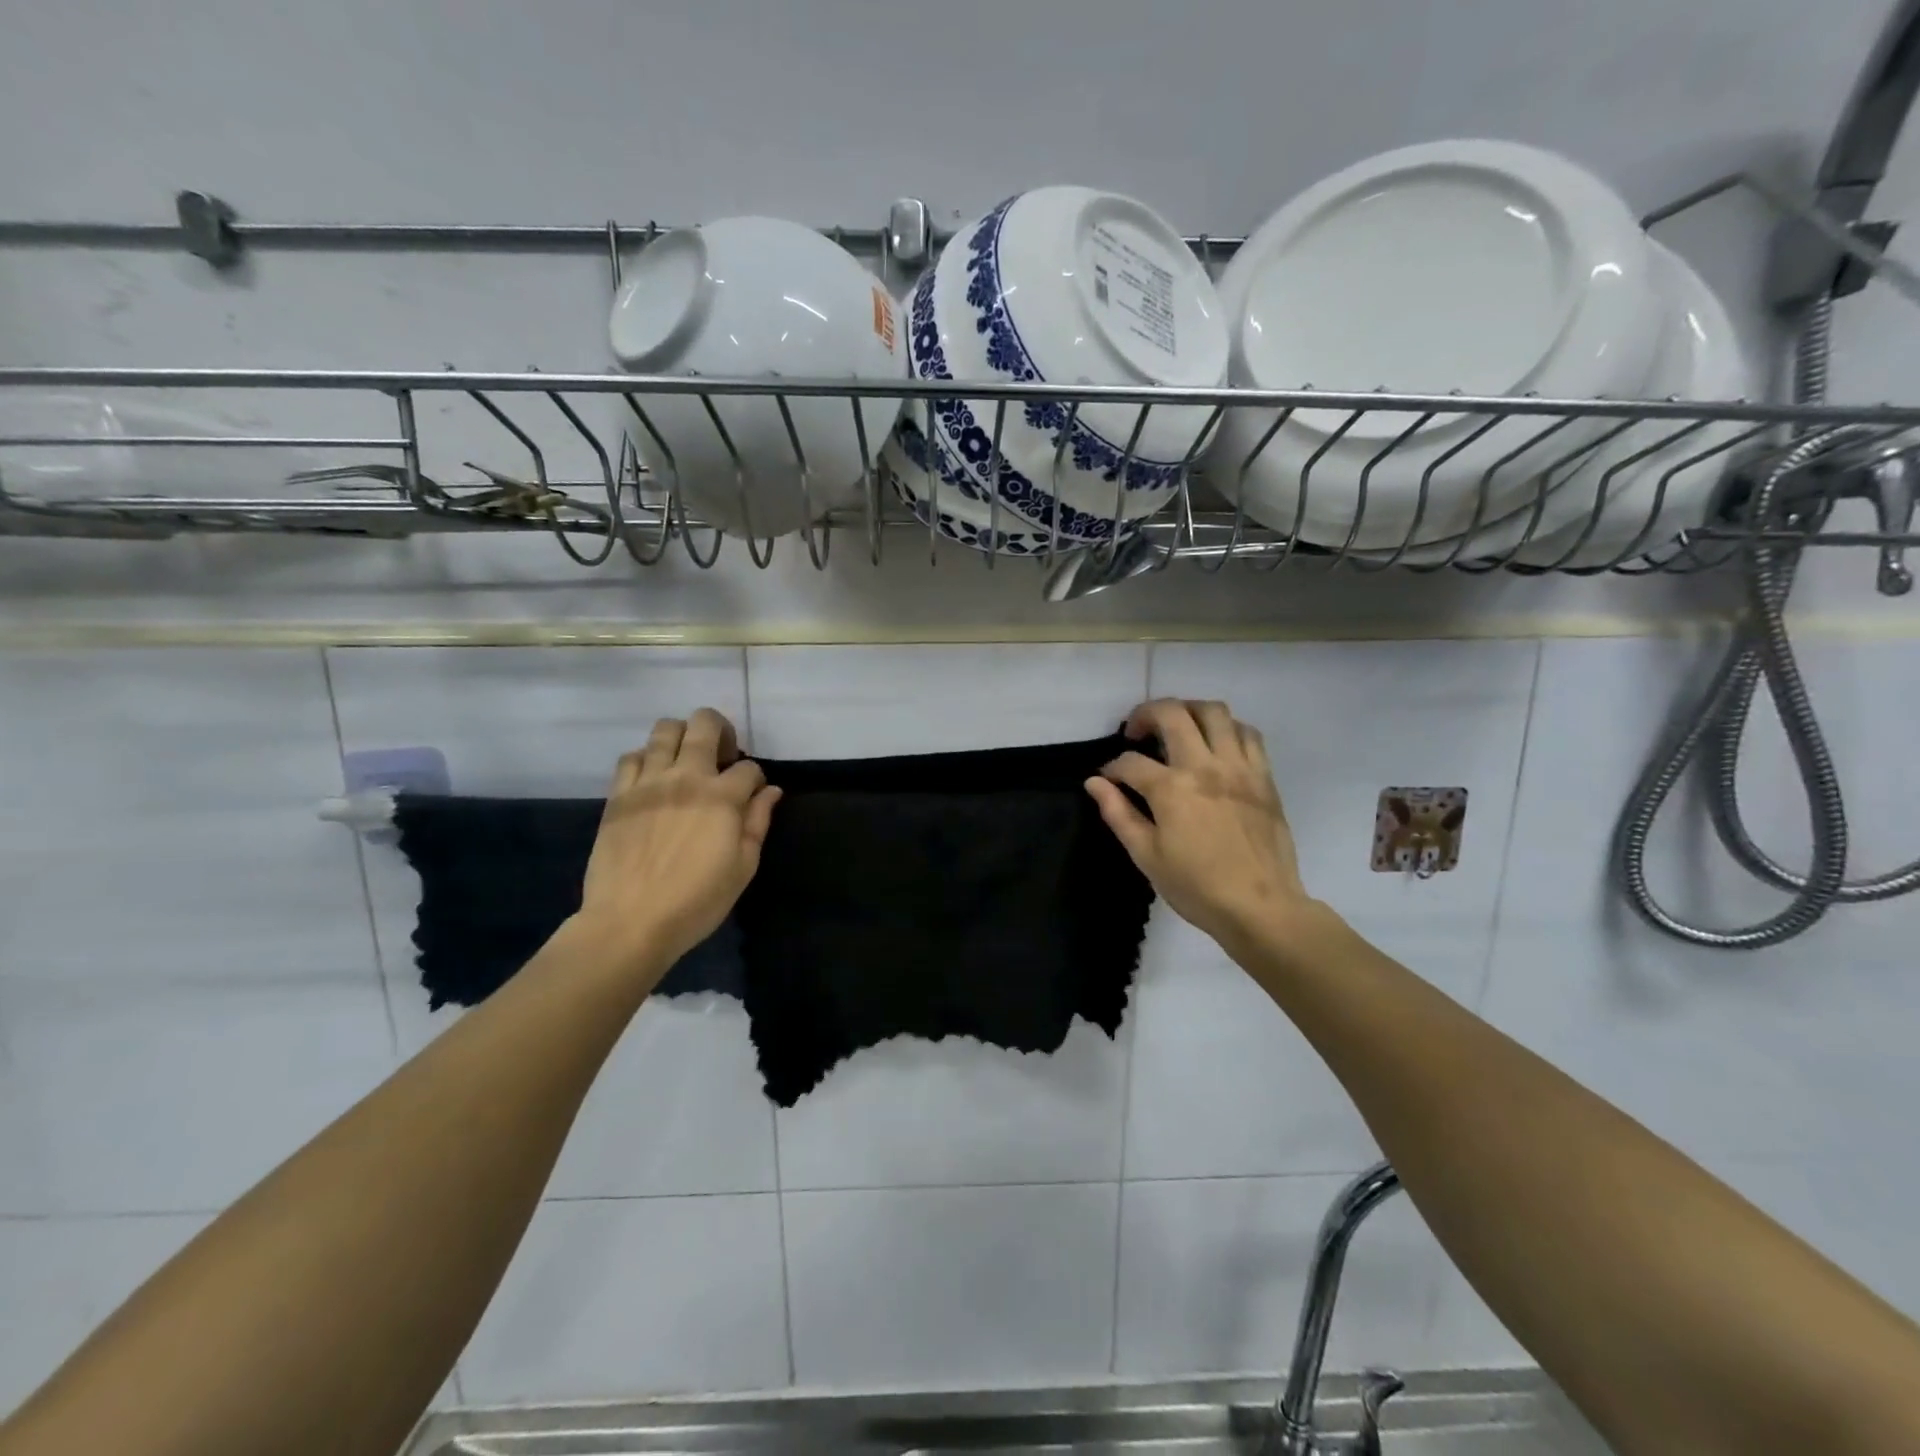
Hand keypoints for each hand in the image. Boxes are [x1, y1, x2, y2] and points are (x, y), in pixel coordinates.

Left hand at [572, 708, 780, 978]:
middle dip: (720, 730)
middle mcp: (686, 777)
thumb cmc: (696, 901)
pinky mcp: (619, 795)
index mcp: (722, 797)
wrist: (630, 922)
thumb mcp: (743, 867)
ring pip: (665, 730)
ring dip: (682, 736)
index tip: (752, 796)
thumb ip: (758, 822)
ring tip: (685, 759)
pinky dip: (646, 758)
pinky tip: (652, 778)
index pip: (748, 767)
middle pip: (705, 724)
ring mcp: (648, 782)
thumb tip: (771, 791)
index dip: (756, 779)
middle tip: (721, 755)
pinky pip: (631, 756)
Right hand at [1085, 699, 1321, 953]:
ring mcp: (1238, 767)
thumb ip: (1118, 813)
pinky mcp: (1263, 776)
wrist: (1261, 907)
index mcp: (1171, 789)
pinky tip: (1216, 744)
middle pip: (1172, 713)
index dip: (1112, 768)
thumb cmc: (1197, 887)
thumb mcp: (1146, 856)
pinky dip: (1227, 729)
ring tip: (1177, 727)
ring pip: (1214, 711)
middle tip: (1137, 731)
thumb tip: (1094, 783)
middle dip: (1146, 714)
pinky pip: (1247, 733)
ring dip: (1189, 710)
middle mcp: (1204, 767)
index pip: (1130, 762)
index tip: (1109, 779)